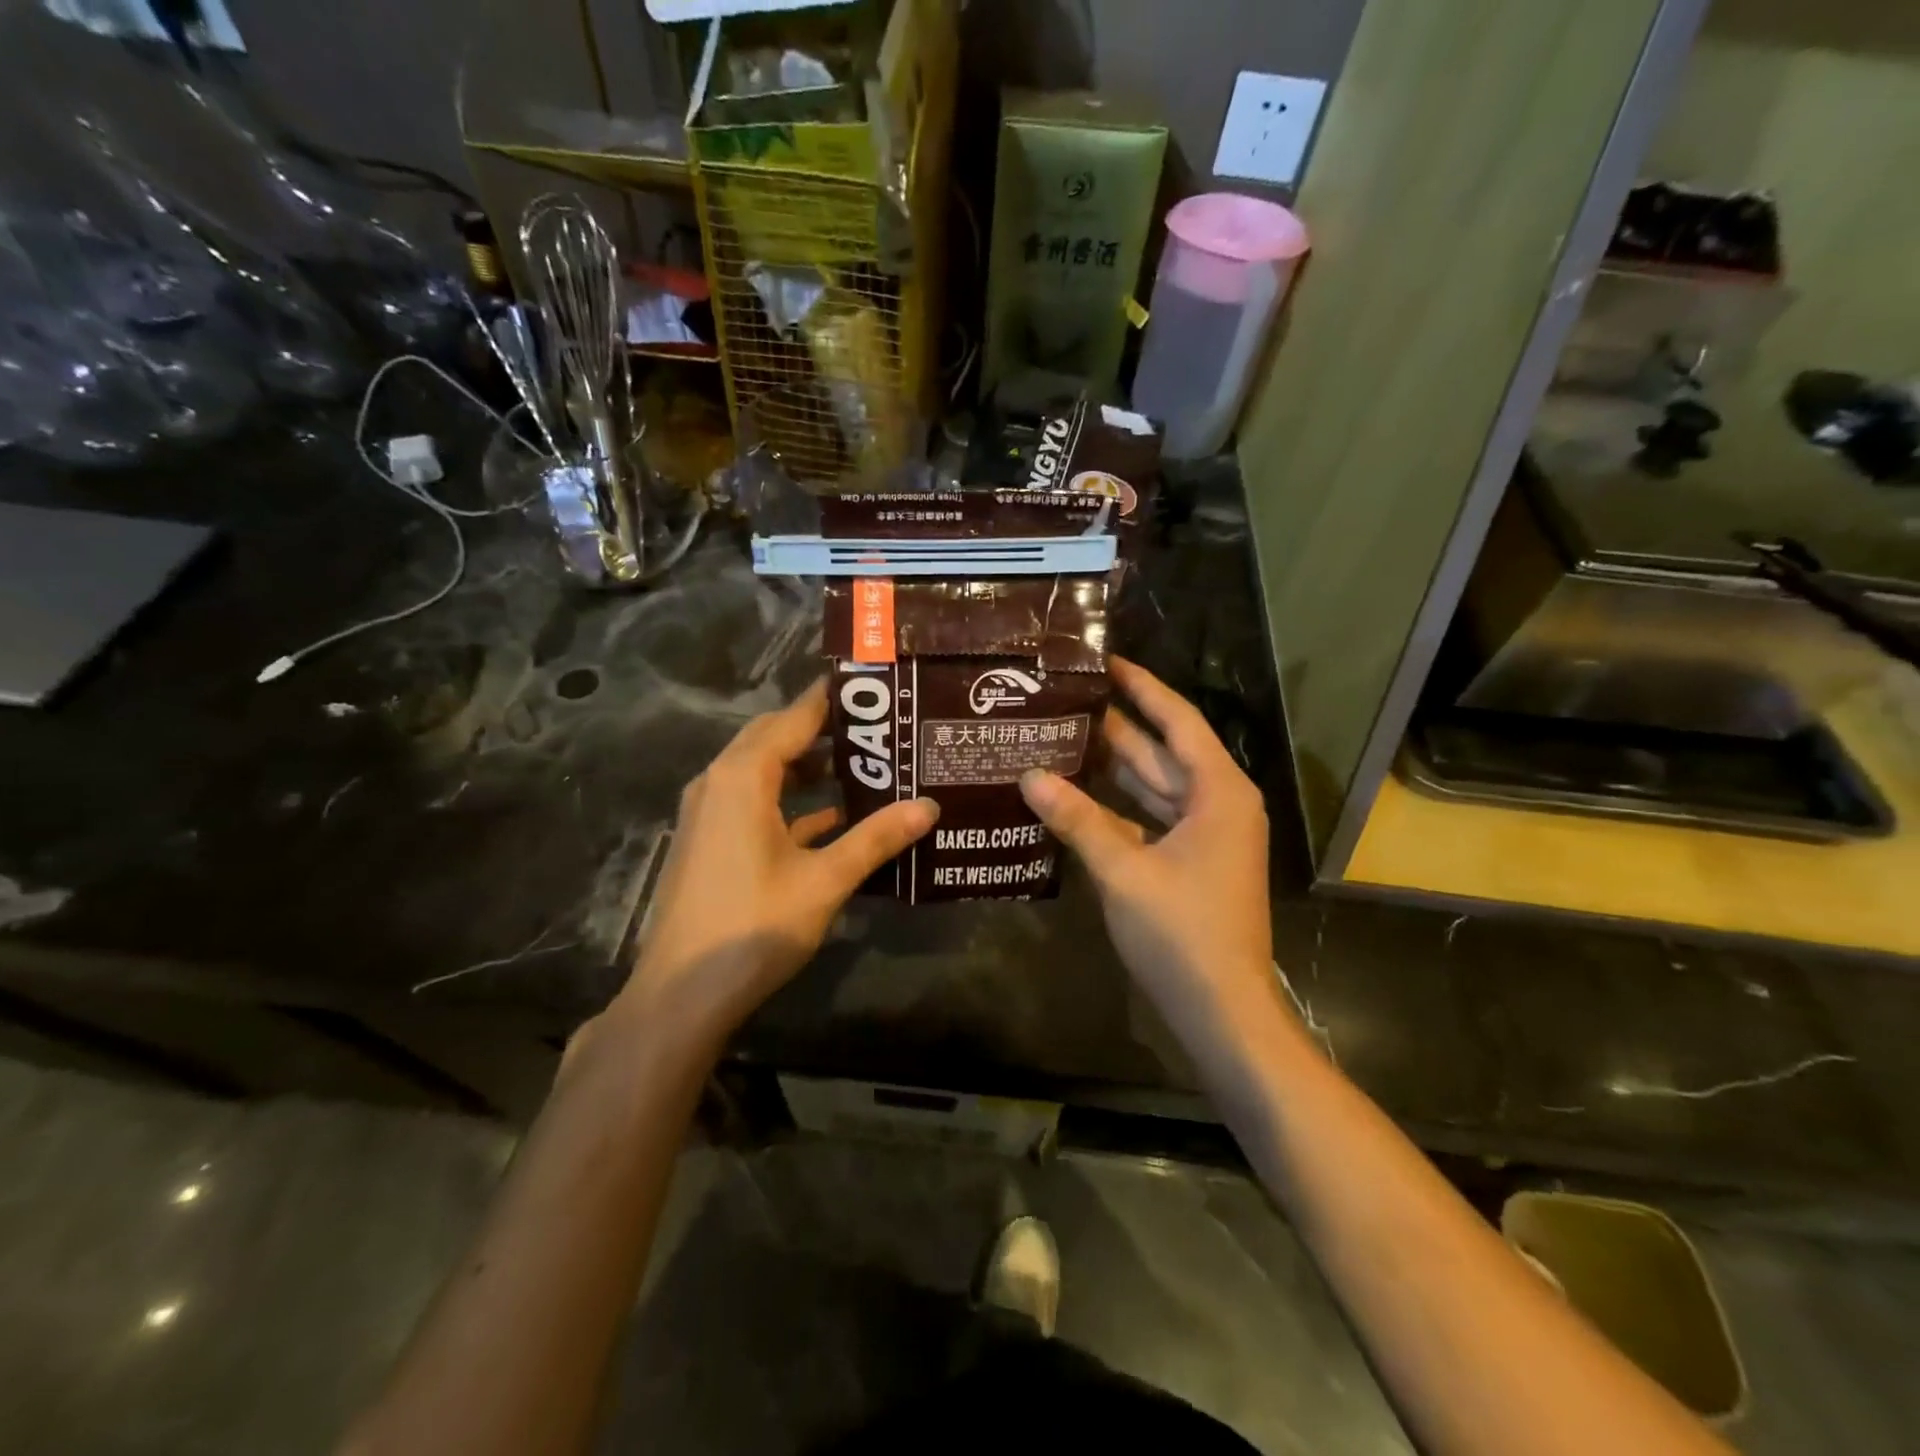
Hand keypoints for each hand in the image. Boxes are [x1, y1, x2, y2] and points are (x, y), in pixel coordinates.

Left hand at [613, 681, 938, 1048]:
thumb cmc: (753, 927)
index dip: (831, 699)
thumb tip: (929, 807)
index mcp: (742, 777)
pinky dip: (790, 800)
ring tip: (862, 764)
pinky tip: (831, 817)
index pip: (793, 718)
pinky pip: (753, 802)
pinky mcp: (710, 840)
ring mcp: (709, 813)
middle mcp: (719, 782)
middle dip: (821, 727)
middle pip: (773, 737)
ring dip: (805, 764)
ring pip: (762, 770)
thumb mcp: (824, 881)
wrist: (681, 994)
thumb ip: (876, 839)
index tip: (871, 685)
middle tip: (876, 725)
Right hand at [1020, 658, 1273, 1046]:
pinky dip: (1116, 807)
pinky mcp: (1189, 860)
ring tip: (1061, 736)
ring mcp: (1205, 834)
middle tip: (1065, 699)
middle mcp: (1217, 803)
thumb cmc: (1183, 933)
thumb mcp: (1124, 871)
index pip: (1177, 721)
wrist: (1223, 1010)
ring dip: (1112, 766)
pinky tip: (1074, 795)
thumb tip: (1029, 777)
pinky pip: (1149, 818)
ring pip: (1154, 786)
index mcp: (1218, 792)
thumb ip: (1077, 820)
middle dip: (1117, 725)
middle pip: (1162, 751)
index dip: (1142, 687)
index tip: (1104, 661)